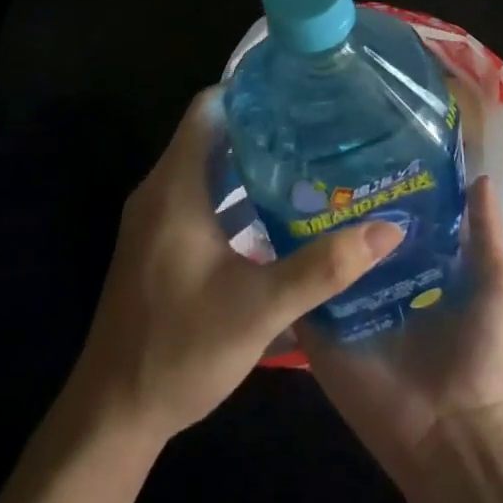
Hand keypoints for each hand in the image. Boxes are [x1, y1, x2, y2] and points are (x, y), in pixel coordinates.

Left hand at [67, 88, 404, 448]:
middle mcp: (161, 191)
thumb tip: (388, 229)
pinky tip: (279, 214)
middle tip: (321, 127)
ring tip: (312, 162)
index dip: (251, 91)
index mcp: (175, 186)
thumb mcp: (259, 307)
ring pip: (208, 169)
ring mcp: (157, 219)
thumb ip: (324, 266)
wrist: (114, 412)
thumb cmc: (180, 349)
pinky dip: (237, 196)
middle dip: (263, 127)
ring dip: (252, 164)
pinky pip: (201, 199)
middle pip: (212, 135)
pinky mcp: (160, 245)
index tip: (300, 89)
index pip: (209, 108)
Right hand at [302, 174, 502, 487]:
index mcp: (411, 269)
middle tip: (313, 160)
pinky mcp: (319, 331)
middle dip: (336, 204)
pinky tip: (270, 230)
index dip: (379, 189)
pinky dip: (287, 268)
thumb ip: (486, 234)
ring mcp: (342, 307)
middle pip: (348, 236)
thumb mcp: (495, 285)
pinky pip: (297, 293)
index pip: (386, 221)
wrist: (449, 431)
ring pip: (318, 259)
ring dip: (305, 230)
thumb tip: (479, 176)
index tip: (360, 149)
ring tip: (285, 183)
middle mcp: (373, 282)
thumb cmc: (477, 356)